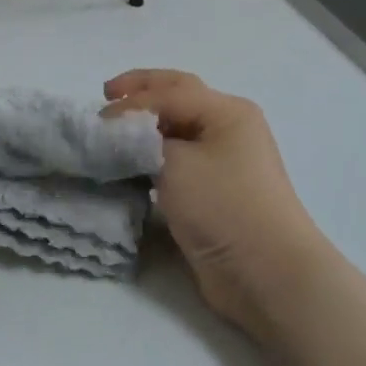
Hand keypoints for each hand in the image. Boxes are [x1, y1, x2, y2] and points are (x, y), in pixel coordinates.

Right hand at [104, 69, 323, 332]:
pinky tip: (131, 163)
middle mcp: (228, 128)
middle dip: (141, 93)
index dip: (131, 101)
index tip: (98, 120)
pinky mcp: (213, 191)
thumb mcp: (176, 164)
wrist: (266, 274)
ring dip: (146, 126)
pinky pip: (177, 160)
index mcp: (226, 111)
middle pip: (177, 98)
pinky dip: (152, 155)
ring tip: (114, 132)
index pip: (169, 91)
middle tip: (106, 96)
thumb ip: (143, 141)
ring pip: (176, 129)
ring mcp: (223, 160)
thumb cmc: (223, 206)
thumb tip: (123, 135)